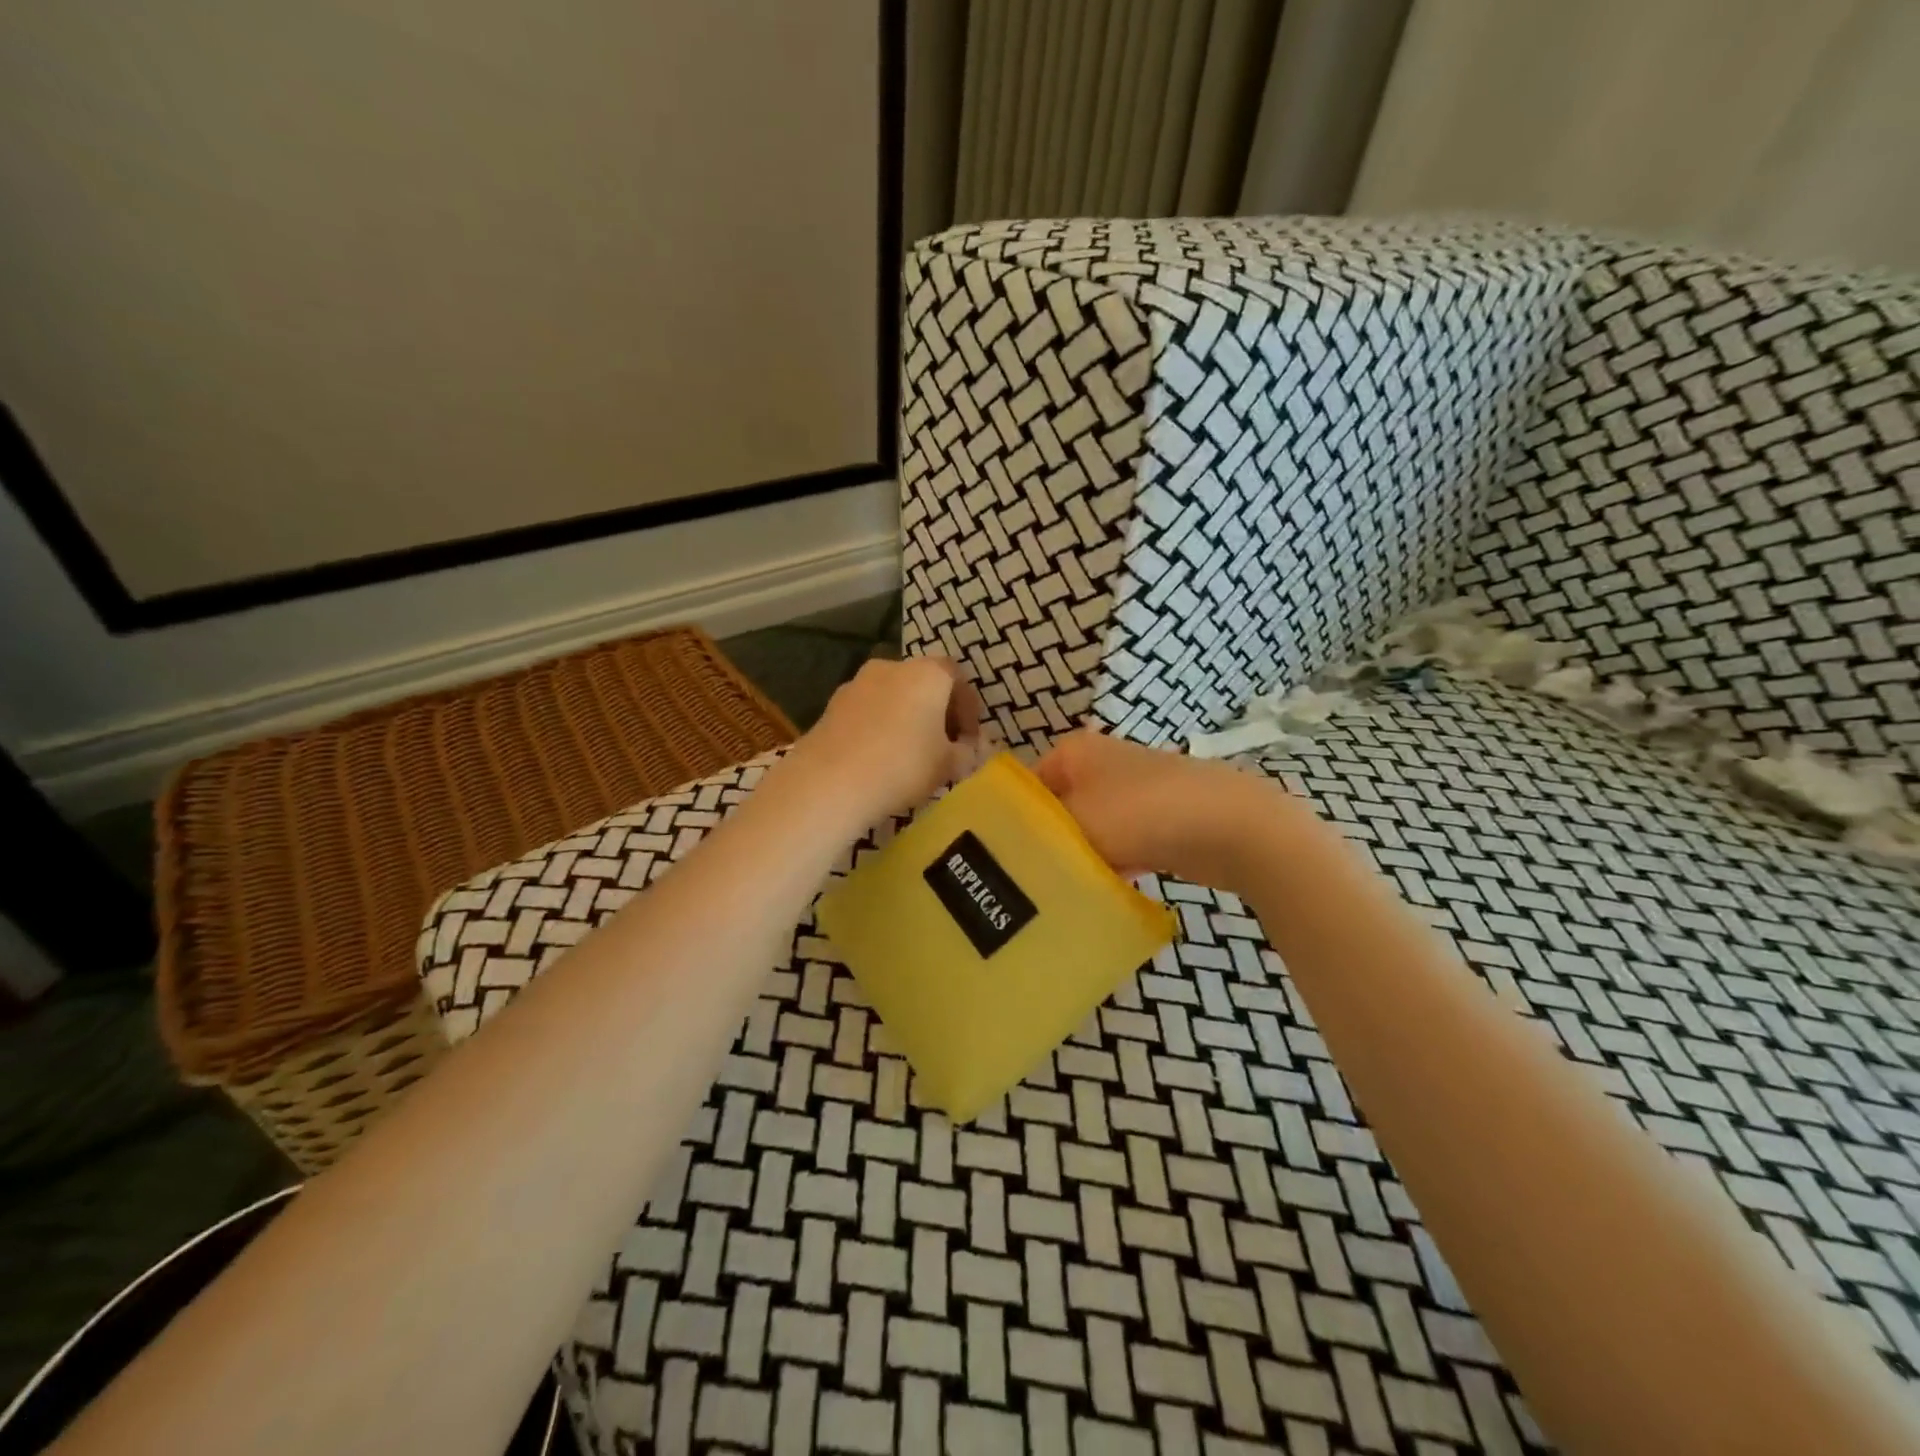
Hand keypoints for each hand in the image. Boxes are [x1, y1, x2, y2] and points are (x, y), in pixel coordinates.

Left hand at [784, 655, 985, 823]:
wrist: (830, 781)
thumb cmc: (903, 765)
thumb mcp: (947, 765)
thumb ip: (965, 754)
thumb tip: (968, 750)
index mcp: (927, 673)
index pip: (956, 676)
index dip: (968, 706)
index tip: (969, 737)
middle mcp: (892, 667)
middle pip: (923, 682)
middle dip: (936, 710)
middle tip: (943, 745)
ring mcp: (857, 683)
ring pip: (893, 695)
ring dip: (906, 717)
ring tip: (910, 753)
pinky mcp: (832, 705)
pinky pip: (868, 710)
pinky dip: (880, 725)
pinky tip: (880, 756)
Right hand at [1034, 729, 1296, 889]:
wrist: (1231, 826)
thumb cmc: (1140, 813)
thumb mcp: (1075, 823)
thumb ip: (1038, 836)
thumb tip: (1017, 852)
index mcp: (1075, 750)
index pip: (1026, 786)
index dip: (1012, 821)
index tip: (1002, 861)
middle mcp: (1101, 763)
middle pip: (1058, 809)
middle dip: (1048, 842)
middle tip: (1028, 884)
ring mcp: (1134, 791)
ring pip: (1090, 829)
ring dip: (1081, 857)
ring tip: (1061, 894)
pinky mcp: (1160, 820)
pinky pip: (1122, 844)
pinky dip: (1113, 865)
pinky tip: (1102, 893)